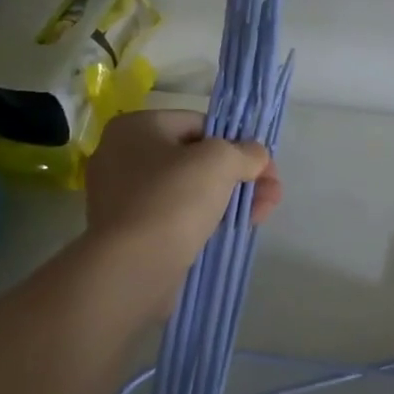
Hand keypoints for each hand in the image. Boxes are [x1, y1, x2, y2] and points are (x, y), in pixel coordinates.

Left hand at [84, 110, 281, 295]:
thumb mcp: (218, 162)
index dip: (236, 141)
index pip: (197, 124)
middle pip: (196, 159)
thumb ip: (243, 152)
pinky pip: (176, 217)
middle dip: (239, 175)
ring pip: (189, 191)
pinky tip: (233, 230)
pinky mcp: (131, 233)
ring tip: (261, 215)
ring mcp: (123, 198)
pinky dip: (205, 220)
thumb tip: (255, 154)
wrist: (131, 268)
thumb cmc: (172, 201)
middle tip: (271, 195)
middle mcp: (122, 157)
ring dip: (229, 199)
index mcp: (135, 128)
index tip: (264, 166)